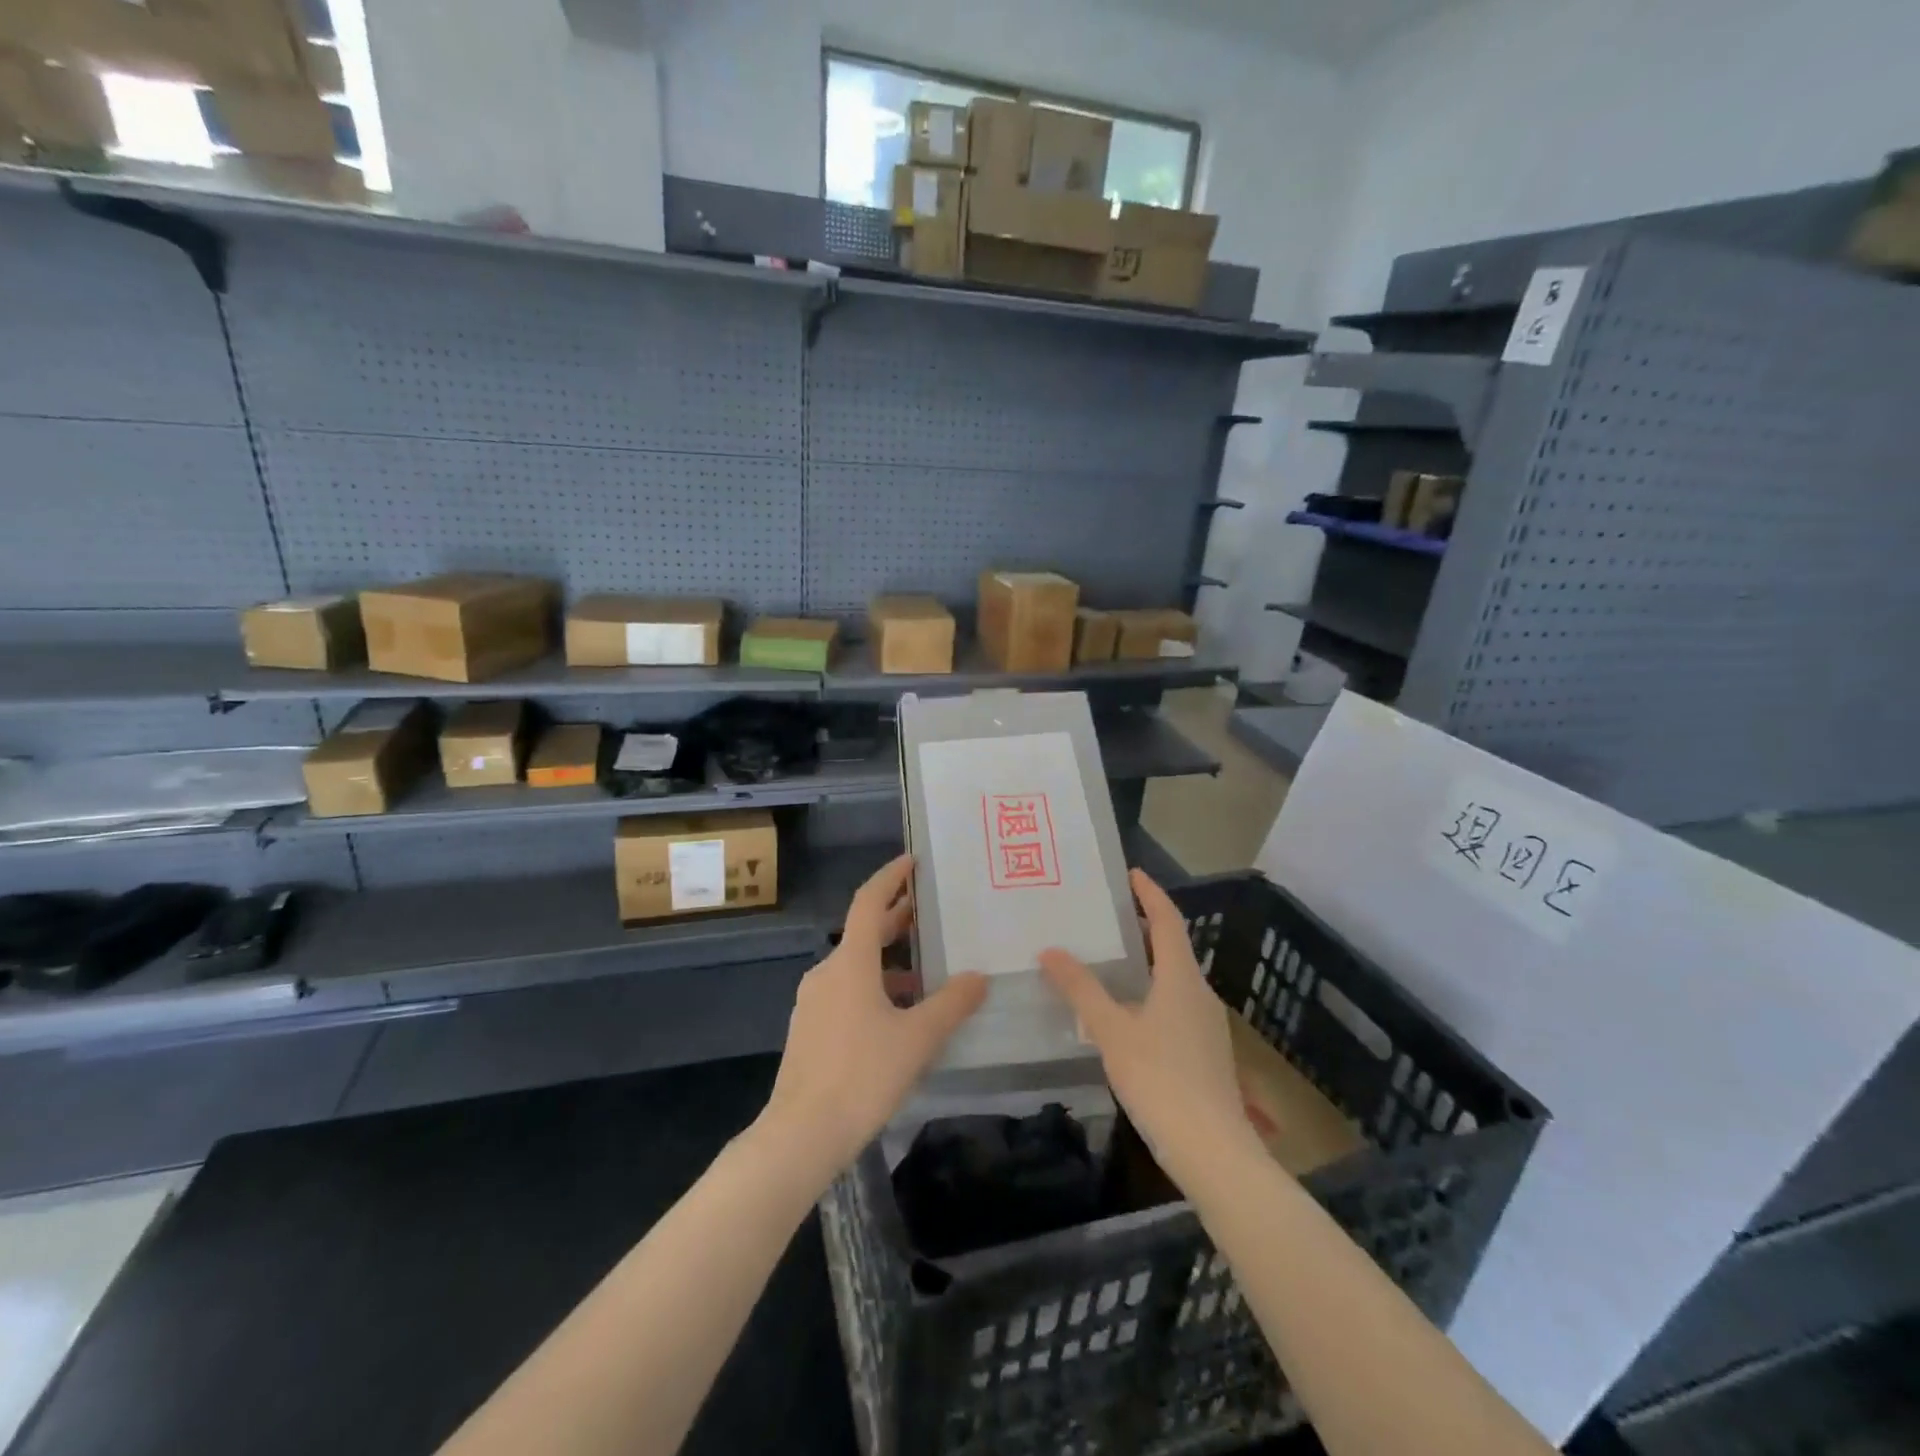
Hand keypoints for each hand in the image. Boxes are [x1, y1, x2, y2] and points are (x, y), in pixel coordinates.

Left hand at [759, 855, 987, 1181]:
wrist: (801, 1134)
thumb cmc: (863, 1075)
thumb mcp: (918, 1038)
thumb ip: (952, 1004)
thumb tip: (978, 977)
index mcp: (851, 962)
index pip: (869, 902)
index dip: (891, 877)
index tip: (912, 861)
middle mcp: (828, 972)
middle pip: (863, 933)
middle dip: (896, 919)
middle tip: (929, 912)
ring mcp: (814, 1001)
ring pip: (856, 966)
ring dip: (889, 961)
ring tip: (925, 973)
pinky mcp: (810, 1029)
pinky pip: (846, 992)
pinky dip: (874, 988)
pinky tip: (898, 1016)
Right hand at [1040, 870, 1259, 1188]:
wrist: (1214, 1152)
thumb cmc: (1160, 1080)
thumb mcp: (1112, 1032)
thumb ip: (1082, 990)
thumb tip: (1051, 951)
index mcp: (1180, 978)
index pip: (1167, 921)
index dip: (1151, 894)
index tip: (1132, 873)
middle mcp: (1200, 993)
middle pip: (1173, 948)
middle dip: (1144, 927)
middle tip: (1109, 916)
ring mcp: (1208, 1025)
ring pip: (1174, 980)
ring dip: (1147, 964)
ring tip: (1110, 962)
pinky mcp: (1207, 1053)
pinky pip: (1176, 1006)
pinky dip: (1151, 994)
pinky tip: (1127, 1015)